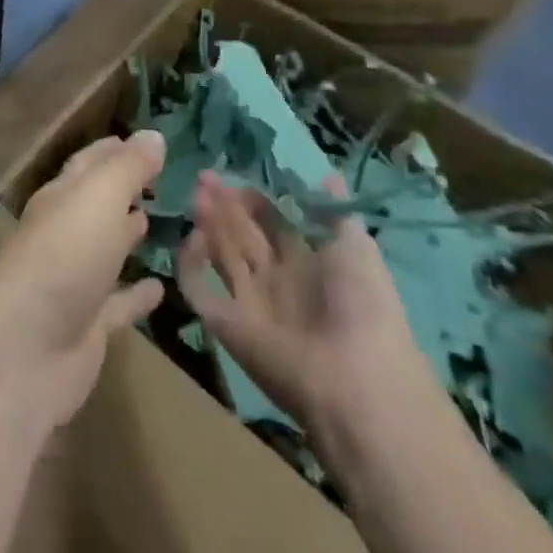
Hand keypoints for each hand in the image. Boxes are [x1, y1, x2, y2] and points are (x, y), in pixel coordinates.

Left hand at [0, 131, 166, 433]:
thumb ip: (127, 168)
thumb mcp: (98, 199)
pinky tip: (162, 288)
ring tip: (160, 222)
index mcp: (62, 197)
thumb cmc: (63, 258)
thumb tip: (154, 135)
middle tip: (162, 179)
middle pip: (97, 204)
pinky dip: (136, 294)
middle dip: (124, 189)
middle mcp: (65, 233)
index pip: (90, 164)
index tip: (146, 142)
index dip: (115, 150)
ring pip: (106, 250)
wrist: (24, 348)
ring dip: (128, 236)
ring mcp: (75, 281)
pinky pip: (118, 303)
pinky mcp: (87, 326)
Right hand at [178, 171, 436, 475]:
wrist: (354, 378)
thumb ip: (333, 211)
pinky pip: (198, 288)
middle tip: (204, 178)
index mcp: (308, 264)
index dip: (252, 199)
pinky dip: (189, 264)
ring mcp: (248, 302)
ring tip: (197, 195)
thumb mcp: (356, 247)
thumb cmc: (363, 305)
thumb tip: (327, 174)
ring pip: (220, 255)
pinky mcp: (224, 323)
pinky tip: (193, 237)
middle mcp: (276, 281)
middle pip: (242, 235)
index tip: (233, 176)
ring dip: (208, 224)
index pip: (271, 223)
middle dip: (224, 205)